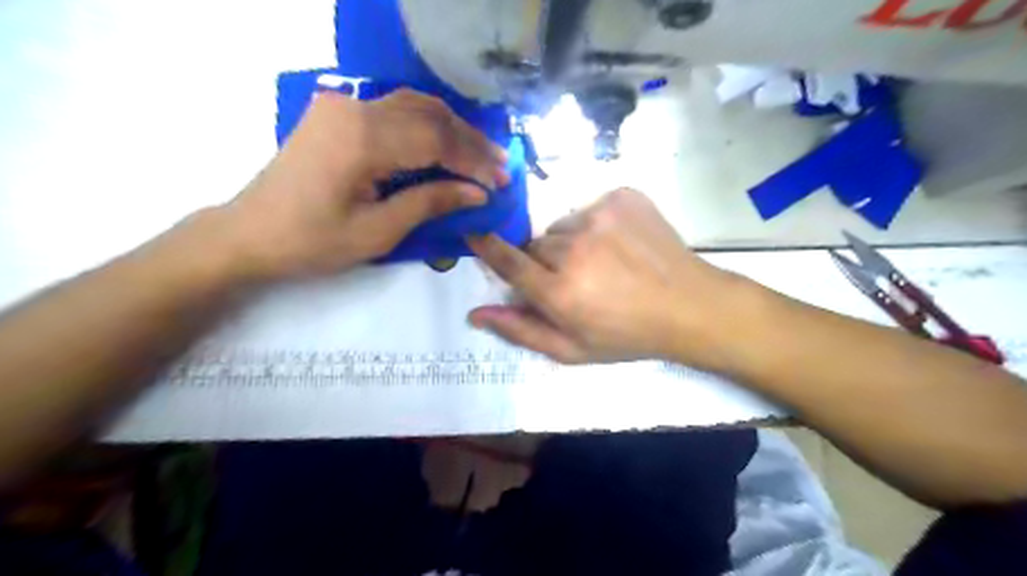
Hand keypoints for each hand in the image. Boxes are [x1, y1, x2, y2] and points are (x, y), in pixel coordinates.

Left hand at [213, 89, 507, 281]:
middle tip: (502, 167)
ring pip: (415, 105)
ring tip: (482, 155)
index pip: (436, 140)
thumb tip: (478, 193)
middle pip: (430, 116)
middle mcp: (355, 109)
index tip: (502, 182)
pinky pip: (395, 108)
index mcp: (362, 140)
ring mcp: (343, 105)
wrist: (250, 232)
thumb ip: (430, 203)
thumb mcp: (378, 231)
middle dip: (470, 143)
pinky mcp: (338, 112)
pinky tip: (446, 141)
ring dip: (453, 129)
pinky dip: (428, 124)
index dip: (474, 161)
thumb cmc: (313, 242)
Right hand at [469, 188, 741, 368]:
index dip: (487, 247)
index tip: (475, 234)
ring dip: (571, 242)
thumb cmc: (627, 335)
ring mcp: (600, 216)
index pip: (507, 261)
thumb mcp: (571, 349)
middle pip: (536, 245)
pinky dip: (597, 225)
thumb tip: (476, 313)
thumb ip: (520, 330)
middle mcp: (574, 248)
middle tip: (573, 279)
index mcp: (559, 290)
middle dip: (544, 261)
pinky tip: (620, 244)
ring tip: (601, 263)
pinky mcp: (623, 197)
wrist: (688, 306)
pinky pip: (591, 208)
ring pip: (562, 226)